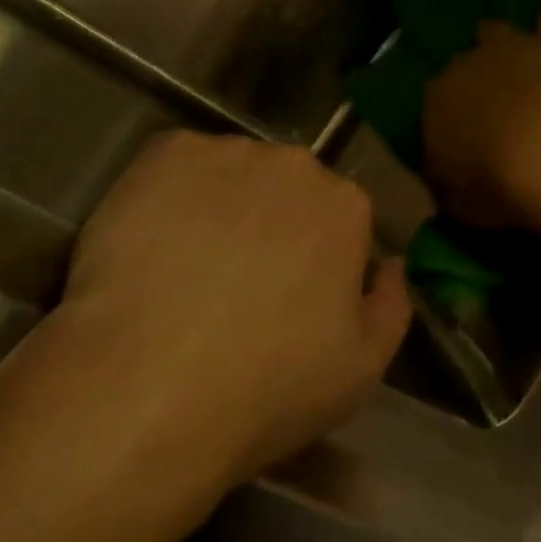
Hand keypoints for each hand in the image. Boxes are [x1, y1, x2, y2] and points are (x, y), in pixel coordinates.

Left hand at [34, 132, 410, 488]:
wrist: (148, 390)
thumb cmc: (267, 389)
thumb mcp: (361, 370)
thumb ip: (392, 305)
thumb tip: (392, 265)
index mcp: (345, 205)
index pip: (339, 217)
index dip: (315, 257)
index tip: (289, 296)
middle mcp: (294, 164)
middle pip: (286, 187)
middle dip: (271, 222)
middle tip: (234, 280)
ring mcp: (228, 152)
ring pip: (232, 173)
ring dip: (220, 205)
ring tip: (184, 265)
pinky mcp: (165, 154)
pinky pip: (176, 164)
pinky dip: (168, 193)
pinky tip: (149, 242)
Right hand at [422, 12, 540, 224]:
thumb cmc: (498, 183)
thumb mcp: (460, 205)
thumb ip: (450, 189)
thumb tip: (448, 186)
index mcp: (437, 99)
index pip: (433, 103)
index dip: (447, 118)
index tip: (461, 138)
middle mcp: (468, 63)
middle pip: (464, 61)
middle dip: (475, 77)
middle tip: (492, 102)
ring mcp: (512, 47)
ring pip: (498, 31)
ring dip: (505, 44)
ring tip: (517, 61)